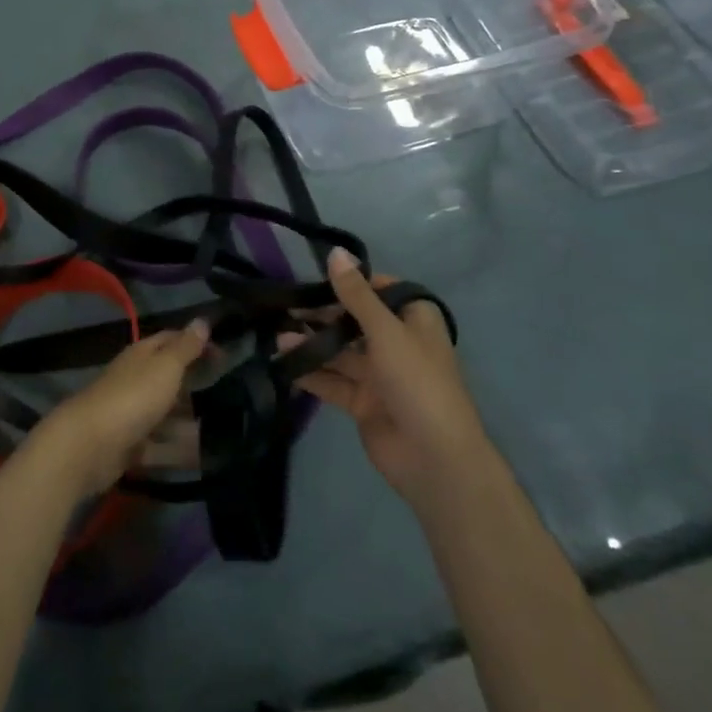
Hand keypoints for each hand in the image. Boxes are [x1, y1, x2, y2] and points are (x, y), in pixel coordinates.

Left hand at [34, 321, 209, 497]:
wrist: (89, 445)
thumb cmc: (133, 397)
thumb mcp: (165, 367)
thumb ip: (185, 347)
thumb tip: (202, 320)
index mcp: (141, 355)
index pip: (170, 340)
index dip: (196, 343)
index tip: (224, 355)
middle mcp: (134, 380)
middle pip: (167, 377)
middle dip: (193, 383)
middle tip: (228, 393)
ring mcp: (130, 414)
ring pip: (164, 413)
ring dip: (188, 420)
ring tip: (221, 429)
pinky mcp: (128, 446)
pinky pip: (159, 446)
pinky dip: (178, 450)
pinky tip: (202, 457)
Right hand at [291, 249, 480, 498]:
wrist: (434, 459)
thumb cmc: (417, 382)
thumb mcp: (386, 331)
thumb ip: (356, 294)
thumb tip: (336, 252)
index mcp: (414, 321)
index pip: (381, 290)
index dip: (351, 283)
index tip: (316, 277)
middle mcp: (397, 344)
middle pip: (355, 321)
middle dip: (322, 315)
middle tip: (286, 307)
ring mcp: (380, 376)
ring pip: (340, 352)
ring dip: (312, 344)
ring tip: (277, 336)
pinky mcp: (363, 403)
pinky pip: (333, 381)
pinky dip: (311, 373)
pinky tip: (284, 364)